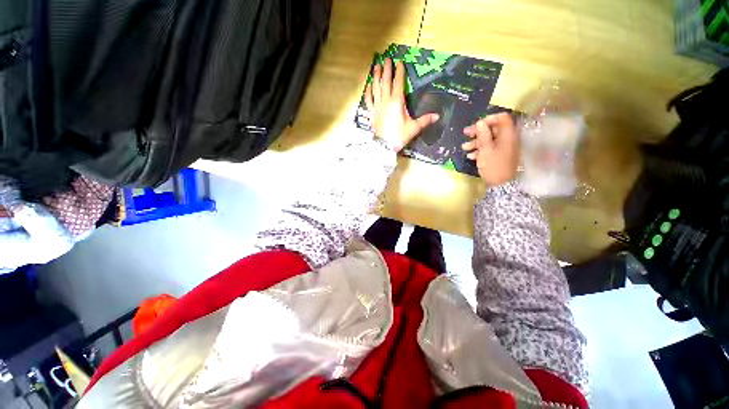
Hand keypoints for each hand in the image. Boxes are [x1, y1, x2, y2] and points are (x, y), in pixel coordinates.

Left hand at [365, 58, 439, 151]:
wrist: (384, 146)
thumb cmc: (399, 136)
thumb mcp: (413, 128)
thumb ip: (424, 120)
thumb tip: (437, 116)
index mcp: (397, 102)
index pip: (398, 83)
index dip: (399, 72)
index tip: (399, 62)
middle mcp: (385, 101)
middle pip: (386, 82)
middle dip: (387, 69)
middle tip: (387, 58)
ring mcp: (377, 106)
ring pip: (376, 88)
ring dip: (376, 76)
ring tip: (377, 66)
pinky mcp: (371, 113)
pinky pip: (368, 100)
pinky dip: (368, 92)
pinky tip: (368, 85)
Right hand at [461, 113, 519, 186]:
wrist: (501, 184)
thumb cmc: (493, 165)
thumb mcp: (486, 149)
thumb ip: (483, 134)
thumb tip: (480, 122)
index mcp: (508, 134)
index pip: (501, 118)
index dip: (488, 119)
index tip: (476, 125)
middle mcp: (508, 138)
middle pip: (493, 128)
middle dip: (478, 131)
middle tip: (465, 134)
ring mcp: (504, 147)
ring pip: (489, 139)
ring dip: (476, 142)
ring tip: (464, 148)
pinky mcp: (500, 155)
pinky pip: (490, 148)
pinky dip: (480, 150)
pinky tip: (471, 156)